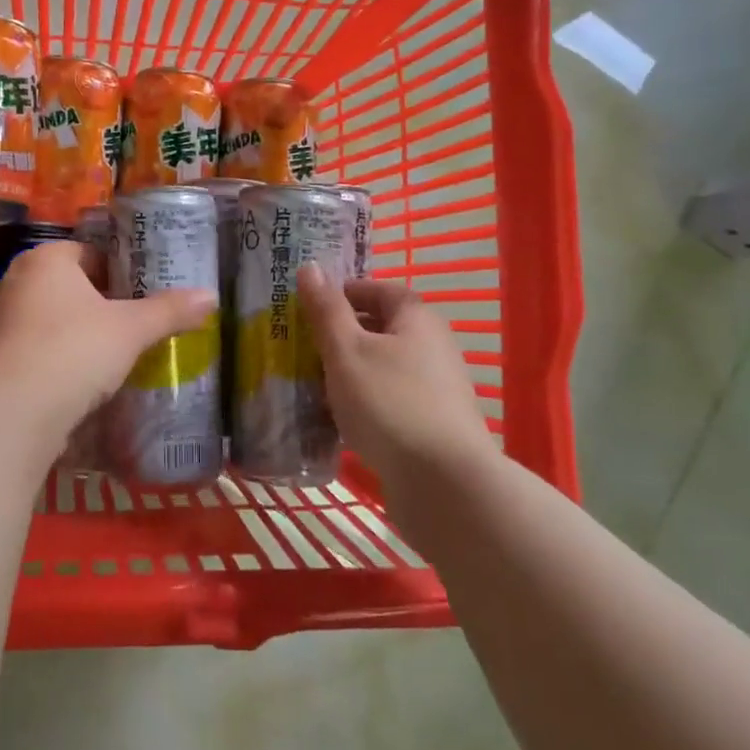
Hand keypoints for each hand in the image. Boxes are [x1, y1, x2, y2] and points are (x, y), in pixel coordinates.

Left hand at [0, 241, 216, 446]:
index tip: (146, 292)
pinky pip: (38, 350)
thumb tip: (211, 296)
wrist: (15, 412)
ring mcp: (1, 322)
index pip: (90, 252)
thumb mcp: (131, 329)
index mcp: (46, 259)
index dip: (121, 270)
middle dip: (102, 304)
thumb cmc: (74, 350)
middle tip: (138, 323)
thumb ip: (169, 311)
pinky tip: (86, 380)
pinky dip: (61, 359)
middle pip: (71, 286)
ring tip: (117, 354)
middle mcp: (17, 282)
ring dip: (81, 334)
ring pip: (53, 319)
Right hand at [296, 264, 493, 479]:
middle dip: (343, 334)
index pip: (379, 288)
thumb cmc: (388, 402)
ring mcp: (438, 387)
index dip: (345, 292)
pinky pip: (391, 398)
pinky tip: (341, 420)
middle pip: (383, 327)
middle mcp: (434, 345)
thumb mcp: (346, 350)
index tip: (311, 307)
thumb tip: (310, 267)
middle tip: (305, 346)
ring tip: (314, 385)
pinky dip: (365, 401)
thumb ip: (326, 310)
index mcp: (417, 318)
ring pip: (385, 366)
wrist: (443, 482)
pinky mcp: (434, 423)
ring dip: (352, 371)